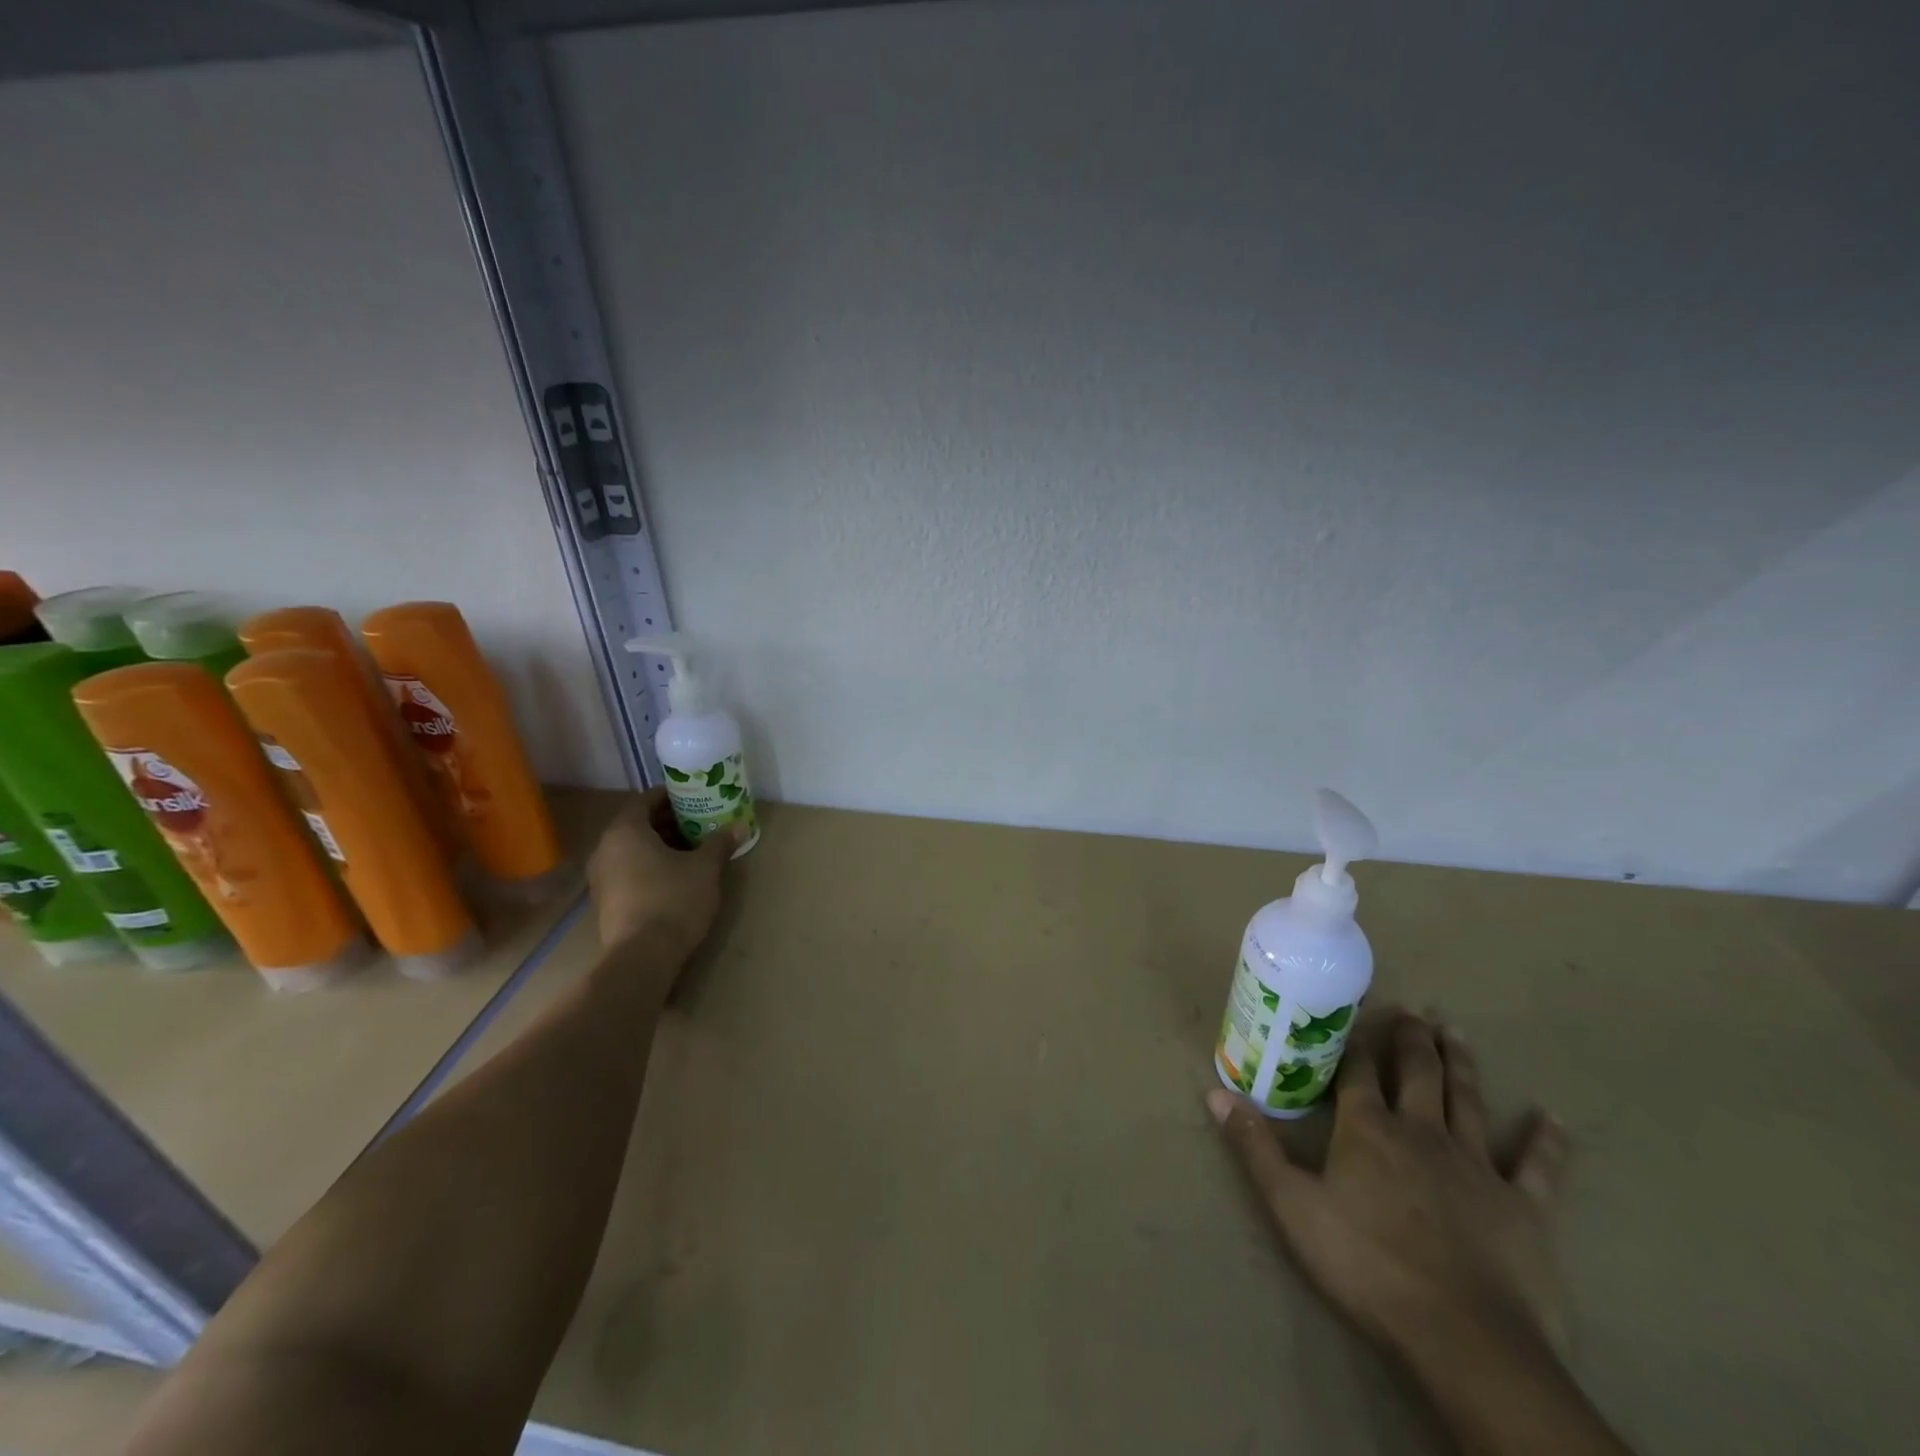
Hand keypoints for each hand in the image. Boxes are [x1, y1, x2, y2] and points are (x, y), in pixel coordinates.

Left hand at [586, 788, 737, 964]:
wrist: (642, 957)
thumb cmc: (673, 900)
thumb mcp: (705, 868)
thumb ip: (720, 843)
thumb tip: (739, 826)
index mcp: (625, 830)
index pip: (646, 800)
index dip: (672, 796)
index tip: (695, 798)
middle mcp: (605, 848)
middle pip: (638, 824)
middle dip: (669, 821)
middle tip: (699, 822)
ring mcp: (601, 877)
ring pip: (633, 849)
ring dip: (660, 845)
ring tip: (692, 849)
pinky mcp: (605, 901)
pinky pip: (628, 870)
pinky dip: (650, 865)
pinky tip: (676, 875)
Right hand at [1209, 1008, 1569, 1361]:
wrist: (1463, 1337)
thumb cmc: (1366, 1264)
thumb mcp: (1292, 1206)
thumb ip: (1255, 1146)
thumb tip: (1215, 1092)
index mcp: (1368, 1129)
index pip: (1358, 1072)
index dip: (1355, 1041)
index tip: (1354, 1012)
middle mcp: (1422, 1132)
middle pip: (1418, 1073)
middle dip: (1412, 1039)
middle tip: (1414, 1010)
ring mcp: (1477, 1165)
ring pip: (1468, 1100)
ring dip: (1462, 1064)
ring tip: (1456, 1033)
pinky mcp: (1523, 1206)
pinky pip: (1537, 1166)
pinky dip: (1546, 1141)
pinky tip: (1553, 1118)